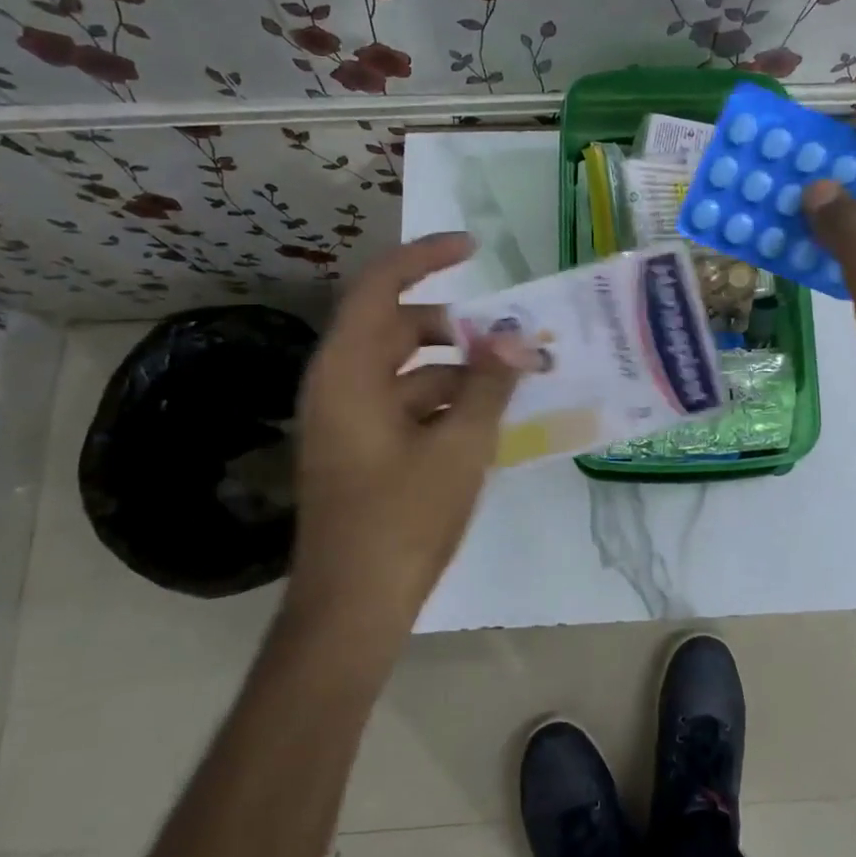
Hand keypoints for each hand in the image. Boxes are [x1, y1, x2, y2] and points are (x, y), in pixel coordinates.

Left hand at [287, 232, 531, 636]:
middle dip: (455, 325)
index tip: (473, 248)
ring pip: (406, 369)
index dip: (425, 257)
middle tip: (506, 335)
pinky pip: (405, 403)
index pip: (380, 287)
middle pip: (397, 327)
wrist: (353, 608)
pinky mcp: (362, 449)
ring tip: (511, 382)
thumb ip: (489, 385)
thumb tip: (515, 339)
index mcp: (349, 372)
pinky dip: (444, 401)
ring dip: (456, 368)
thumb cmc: (402, 520)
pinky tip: (486, 422)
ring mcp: (348, 420)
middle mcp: (340, 385)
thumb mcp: (460, 446)